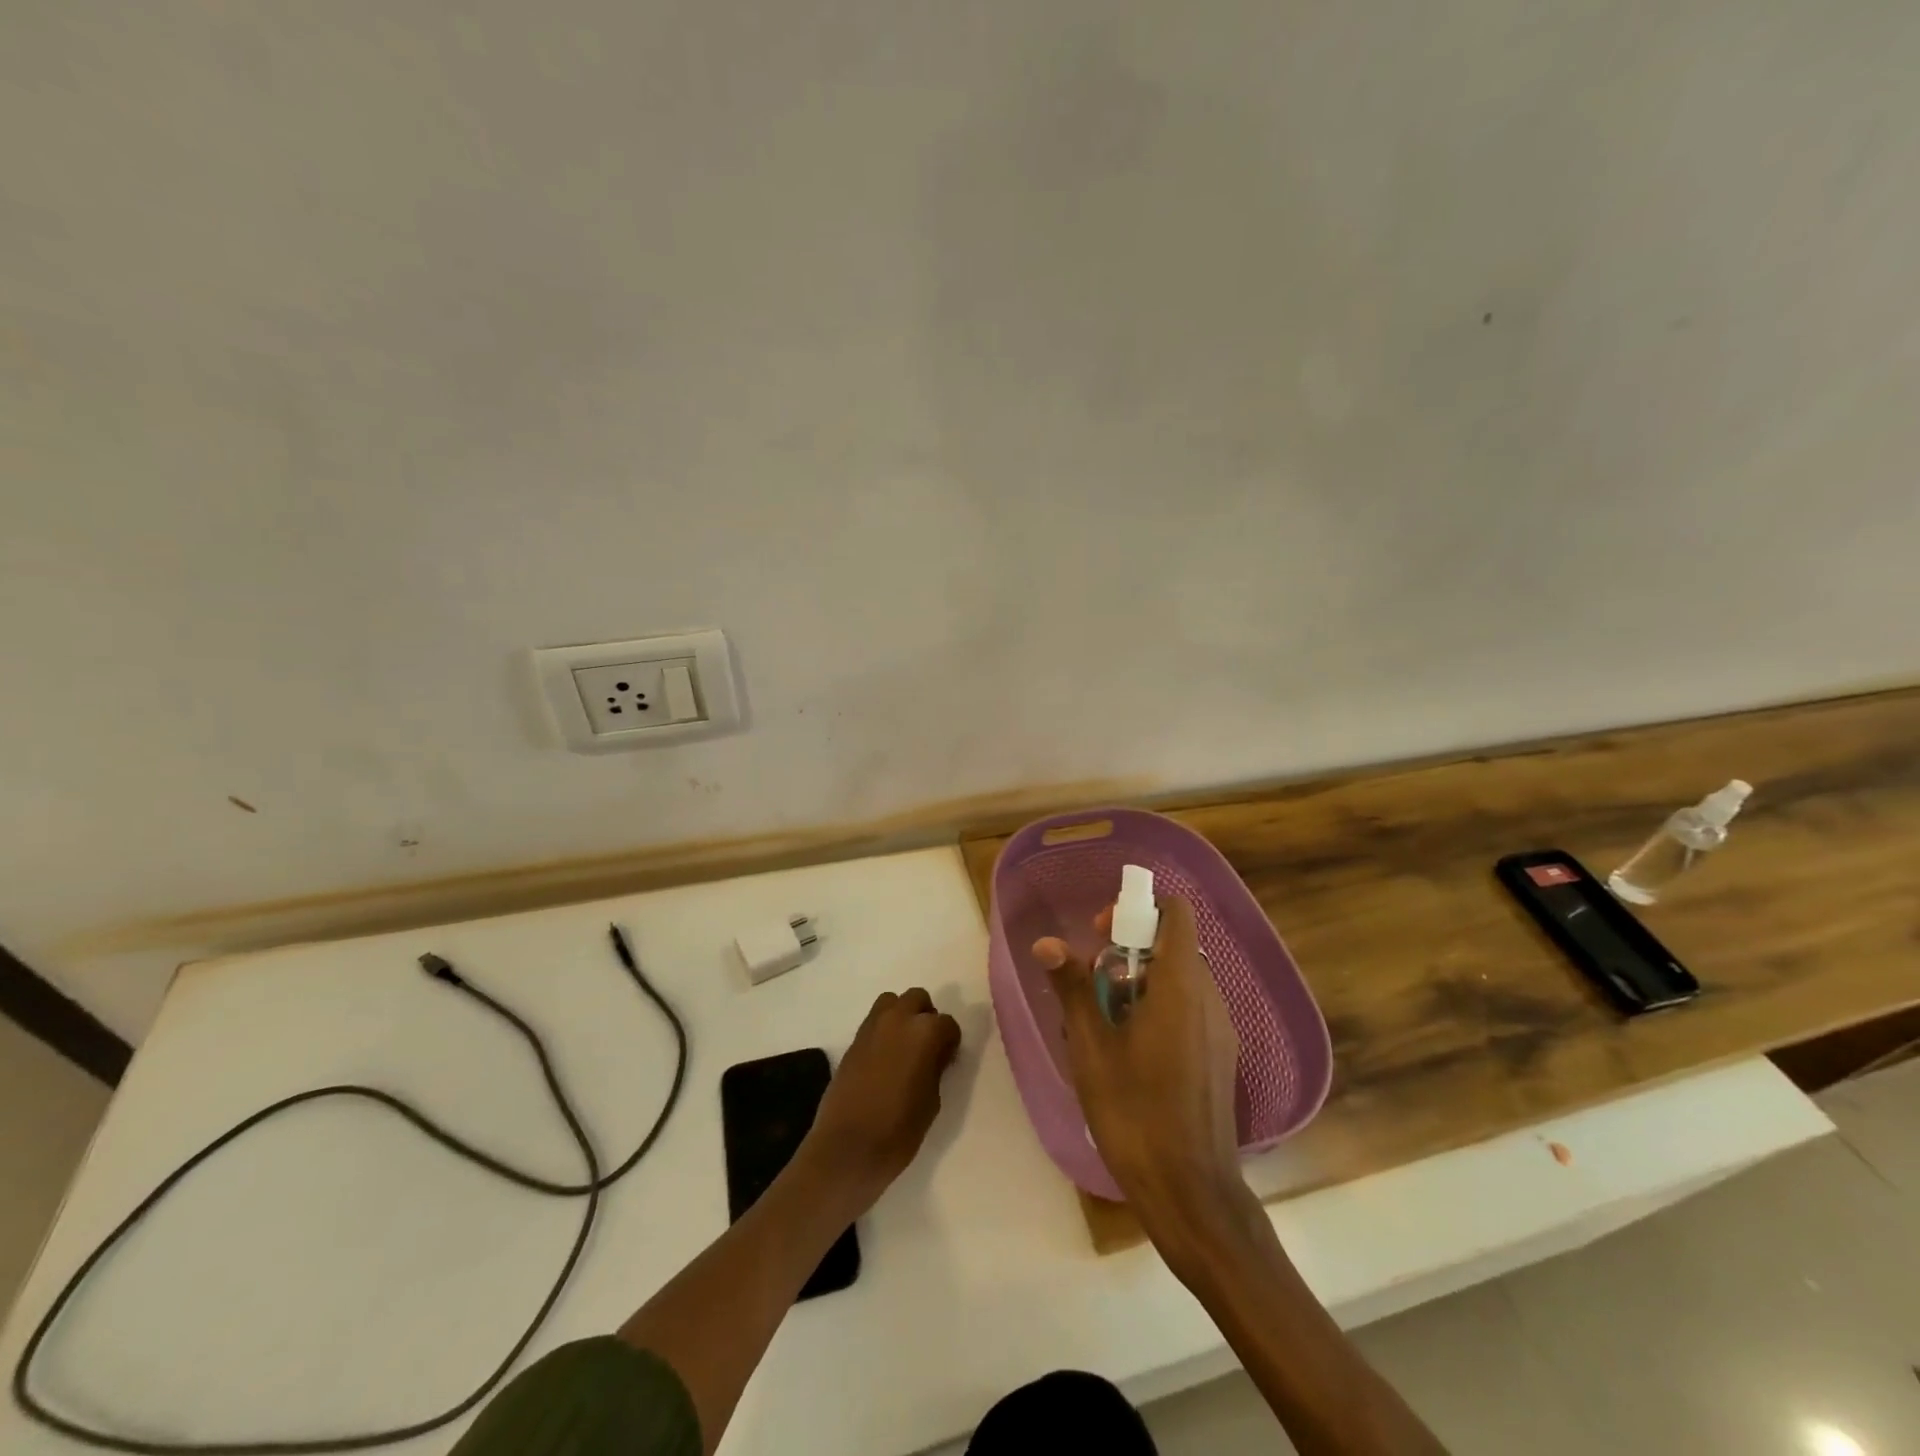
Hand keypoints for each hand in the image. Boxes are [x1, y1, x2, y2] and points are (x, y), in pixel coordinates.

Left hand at [798, 988, 961, 1211]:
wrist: (846, 1149)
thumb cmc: (898, 1130)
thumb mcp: (932, 1101)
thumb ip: (935, 1068)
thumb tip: (934, 1055)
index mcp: (924, 1032)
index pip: (947, 1024)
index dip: (951, 1042)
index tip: (948, 1060)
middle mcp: (898, 1019)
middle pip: (918, 999)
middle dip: (926, 1017)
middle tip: (928, 1047)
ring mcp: (871, 1027)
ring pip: (892, 1002)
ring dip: (902, 1016)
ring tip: (905, 1047)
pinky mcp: (853, 1040)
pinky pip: (874, 1021)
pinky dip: (884, 1030)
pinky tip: (885, 1059)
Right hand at [1035, 897, 1252, 1240]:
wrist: (1191, 1192)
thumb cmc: (1135, 1112)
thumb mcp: (1091, 1047)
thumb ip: (1072, 987)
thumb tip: (1046, 943)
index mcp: (1180, 986)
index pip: (1176, 914)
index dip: (1138, 911)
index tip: (1102, 934)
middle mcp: (1209, 998)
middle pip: (1173, 946)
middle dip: (1129, 952)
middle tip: (1092, 983)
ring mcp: (1220, 1029)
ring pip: (1179, 980)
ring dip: (1140, 983)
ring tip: (1104, 1022)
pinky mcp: (1220, 1056)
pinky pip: (1189, 1009)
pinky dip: (1159, 1008)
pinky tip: (1129, 1051)